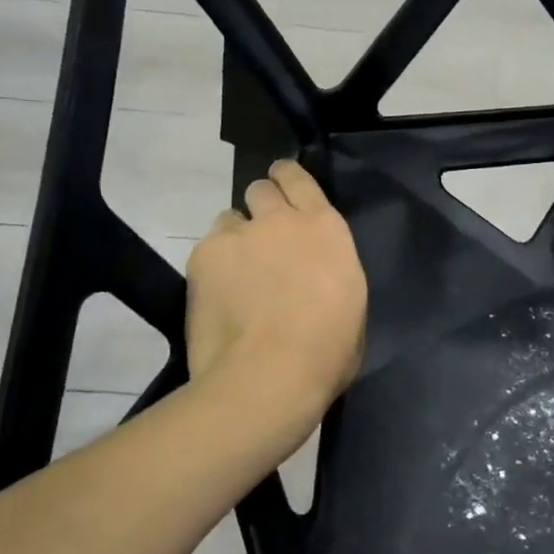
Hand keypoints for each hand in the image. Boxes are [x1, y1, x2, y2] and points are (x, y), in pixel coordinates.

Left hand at [185, 159, 366, 419]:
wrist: (270, 374)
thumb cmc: (327, 351)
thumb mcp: (350, 304)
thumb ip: (331, 274)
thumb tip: (317, 278)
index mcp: (325, 228)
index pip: (300, 179)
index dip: (287, 179)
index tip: (282, 187)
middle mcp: (281, 220)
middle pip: (261, 189)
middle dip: (260, 206)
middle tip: (261, 238)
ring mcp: (239, 234)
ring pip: (229, 218)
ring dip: (235, 237)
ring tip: (235, 273)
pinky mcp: (203, 256)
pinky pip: (207, 249)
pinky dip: (212, 266)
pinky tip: (217, 296)